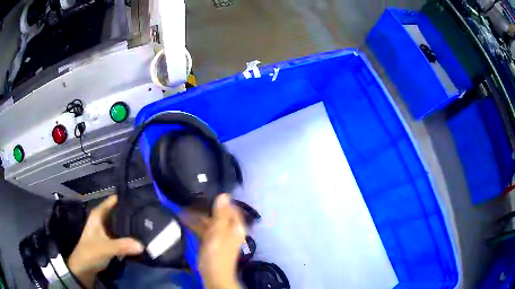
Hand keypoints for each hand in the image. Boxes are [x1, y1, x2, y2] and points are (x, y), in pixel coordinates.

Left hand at [67, 195, 143, 287]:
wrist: (84, 267)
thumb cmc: (91, 252)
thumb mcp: (106, 248)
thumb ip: (122, 245)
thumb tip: (142, 245)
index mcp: (99, 214)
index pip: (113, 200)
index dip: (125, 199)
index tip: (141, 199)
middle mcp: (102, 219)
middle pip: (119, 211)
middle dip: (132, 213)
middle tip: (149, 215)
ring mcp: (106, 229)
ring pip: (120, 223)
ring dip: (131, 225)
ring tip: (148, 225)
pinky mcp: (109, 239)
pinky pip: (121, 233)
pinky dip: (129, 235)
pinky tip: (139, 237)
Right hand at [184, 194, 245, 288]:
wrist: (213, 275)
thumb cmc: (217, 254)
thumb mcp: (218, 232)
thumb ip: (221, 214)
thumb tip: (224, 194)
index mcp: (235, 226)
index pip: (231, 207)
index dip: (221, 199)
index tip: (207, 190)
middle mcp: (229, 229)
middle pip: (218, 213)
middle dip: (205, 206)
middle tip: (191, 196)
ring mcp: (219, 235)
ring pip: (209, 220)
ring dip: (198, 214)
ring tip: (184, 205)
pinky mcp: (210, 240)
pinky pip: (203, 228)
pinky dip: (194, 223)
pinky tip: (183, 218)